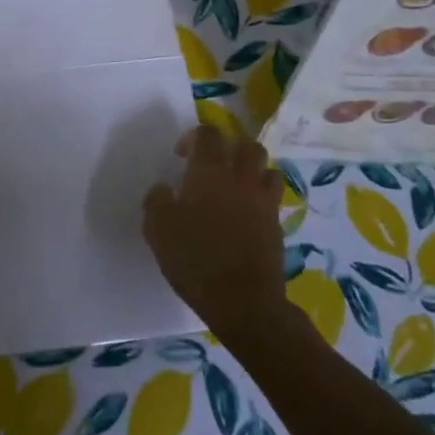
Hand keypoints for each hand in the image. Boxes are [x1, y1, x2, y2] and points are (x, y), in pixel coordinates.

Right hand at [144, 125, 286, 339]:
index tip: (181, 156)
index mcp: (209, 173)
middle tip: (214, 165)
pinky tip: (246, 215)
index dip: (194, 137)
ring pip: (267, 169)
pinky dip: (261, 198)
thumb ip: (156, 201)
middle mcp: (240, 179)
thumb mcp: (157, 229)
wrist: (242, 301)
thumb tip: (163, 189)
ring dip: (252, 171)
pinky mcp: (277, 225)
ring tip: (236, 187)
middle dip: (230, 148)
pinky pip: (273, 198)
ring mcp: (263, 202)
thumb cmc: (194, 258)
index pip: (208, 134)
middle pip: (247, 145)